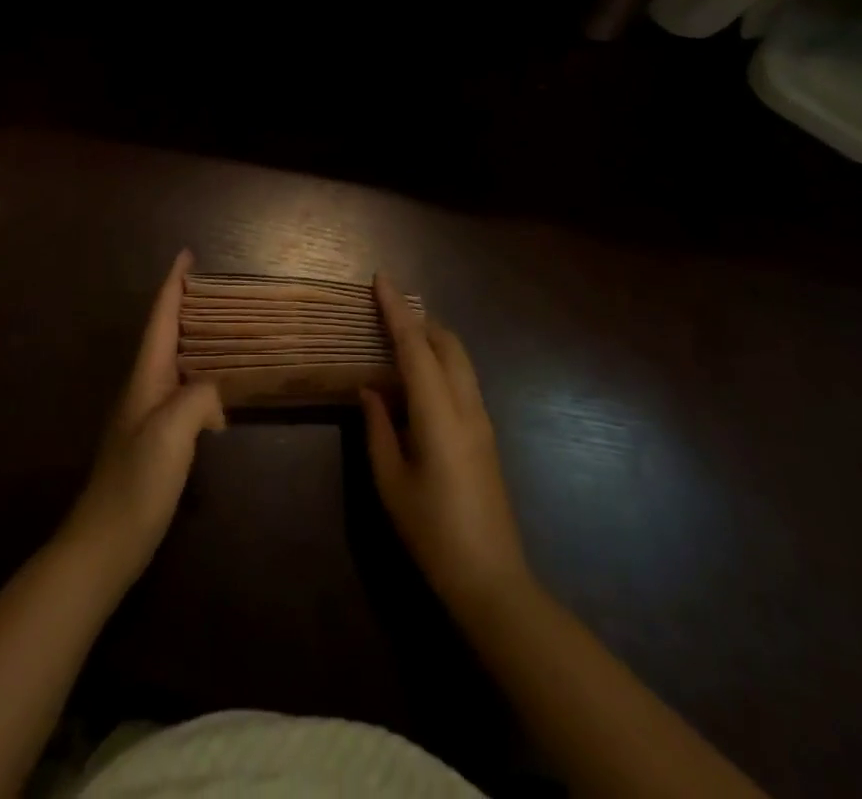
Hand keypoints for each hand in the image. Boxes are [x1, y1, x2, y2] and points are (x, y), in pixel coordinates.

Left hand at [61, 250, 224, 588]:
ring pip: (175, 362)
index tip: (186, 255)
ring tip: (225, 330)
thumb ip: (197, 398)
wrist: (104, 544)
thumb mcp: (171, 434)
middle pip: (166, 334)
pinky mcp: (156, 440)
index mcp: (145, 378)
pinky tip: (220, 392)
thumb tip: (215, 390)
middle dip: (185, 306)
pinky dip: (201, 378)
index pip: (160, 320)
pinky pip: (182, 392)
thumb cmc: (136, 483)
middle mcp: (144, 388)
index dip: (173, 286)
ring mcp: (147, 415)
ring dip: (195, 340)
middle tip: (217, 288)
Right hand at [361, 274, 533, 619]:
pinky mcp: (486, 435)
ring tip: (399, 336)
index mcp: (440, 416)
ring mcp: (483, 421)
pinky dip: (441, 362)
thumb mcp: (391, 482)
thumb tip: (369, 389)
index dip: (396, 311)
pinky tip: (418, 378)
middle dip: (419, 318)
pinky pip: (463, 380)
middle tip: (386, 307)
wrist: (492, 581)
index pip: (416, 348)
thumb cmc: (432, 533)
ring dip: (432, 338)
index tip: (381, 280)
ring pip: (460, 360)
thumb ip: (378, 428)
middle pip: (447, 344)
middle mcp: (467, 408)